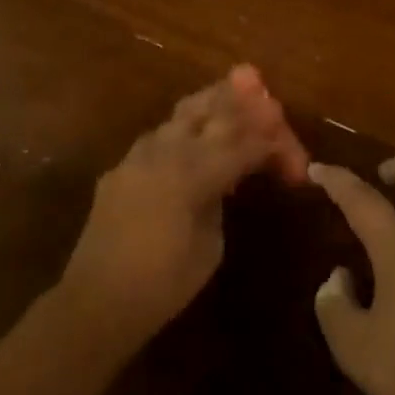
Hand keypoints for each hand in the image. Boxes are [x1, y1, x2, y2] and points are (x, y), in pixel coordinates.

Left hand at [59, 64, 309, 351]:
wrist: (96, 302)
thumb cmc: (163, 284)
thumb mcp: (210, 243)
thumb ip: (221, 197)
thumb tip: (228, 177)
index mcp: (192, 172)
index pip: (246, 144)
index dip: (277, 148)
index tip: (298, 162)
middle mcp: (165, 151)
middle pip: (212, 108)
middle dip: (243, 100)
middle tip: (265, 91)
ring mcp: (138, 155)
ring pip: (182, 113)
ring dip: (213, 104)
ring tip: (235, 94)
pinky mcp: (122, 167)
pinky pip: (161, 136)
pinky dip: (187, 128)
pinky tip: (197, 137)